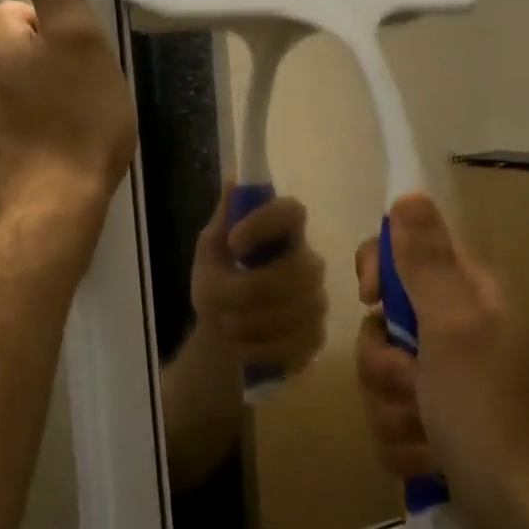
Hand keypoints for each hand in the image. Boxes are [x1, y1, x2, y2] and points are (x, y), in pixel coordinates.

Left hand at [0, 0, 136, 227]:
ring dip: (43, 100)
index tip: (86, 58)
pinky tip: (62, 152)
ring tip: (79, 125)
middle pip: (17, 52)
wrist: (53, 209)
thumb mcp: (78, 38)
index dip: (59, 29)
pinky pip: (16, 130)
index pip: (21, 11)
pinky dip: (37, 133)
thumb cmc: (76, 119)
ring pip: (16, 92)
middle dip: (50, 64)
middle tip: (90, 91)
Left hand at [190, 186, 327, 373]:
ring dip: (248, 323)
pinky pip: (293, 345)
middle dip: (248, 291)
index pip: (292, 212)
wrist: (223, 332)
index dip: (266, 223)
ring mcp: (317, 302)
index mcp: (284, 233)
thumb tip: (235, 179)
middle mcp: (309, 262)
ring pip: (294, 313)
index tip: (233, 242)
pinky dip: (259, 349)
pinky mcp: (316, 337)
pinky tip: (243, 348)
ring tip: (225, 325)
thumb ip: (224, 219)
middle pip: (296, 271)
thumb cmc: (220, 280)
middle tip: (217, 301)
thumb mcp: (211, 250)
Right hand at [354, 193, 528, 528]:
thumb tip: (408, 195)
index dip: (379, 270)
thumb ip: (426, 262)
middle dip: (384, 362)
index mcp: (468, 296)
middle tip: (413, 382)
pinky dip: (403, 442)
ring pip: (379, 376)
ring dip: (392, 408)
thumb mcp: (453, 326)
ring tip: (426, 431)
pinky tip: (429, 459)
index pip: (406, 252)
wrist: (521, 510)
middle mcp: (456, 330)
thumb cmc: (487, 409)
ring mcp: (444, 380)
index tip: (371, 298)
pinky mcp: (434, 424)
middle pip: (381, 323)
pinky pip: (389, 417)